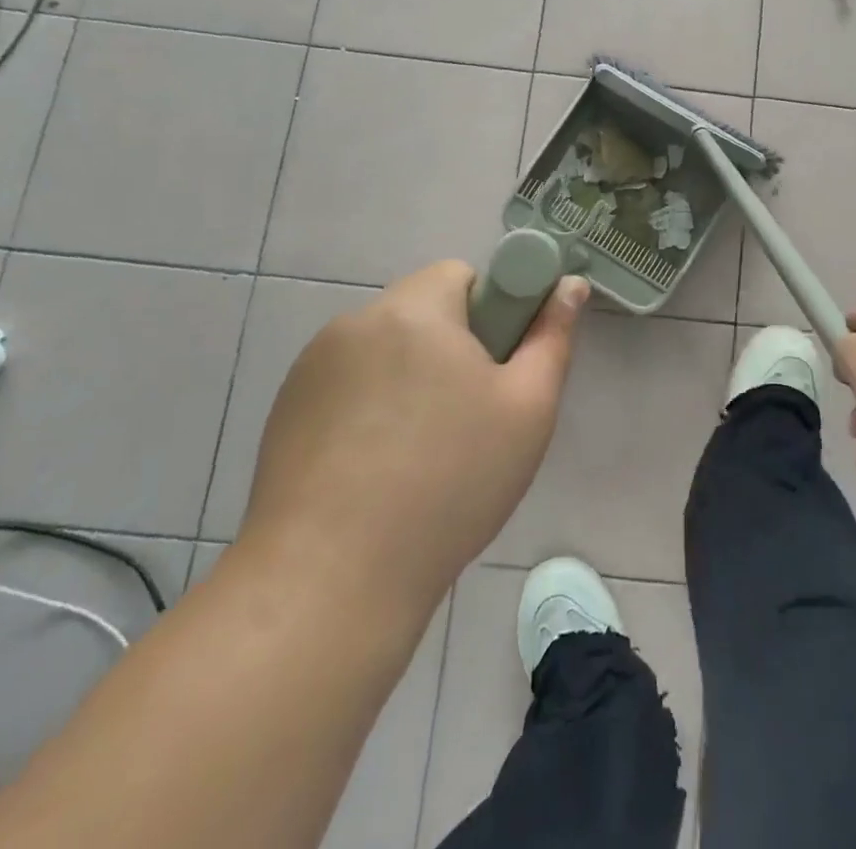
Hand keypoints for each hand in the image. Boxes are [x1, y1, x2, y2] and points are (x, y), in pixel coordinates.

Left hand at [239, 261, 588, 609]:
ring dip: (408, 377)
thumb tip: (570, 286)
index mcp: (414, 309)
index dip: (491, 312)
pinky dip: (368, 407)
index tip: (496, 370)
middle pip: (422, 311)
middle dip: (451, 348)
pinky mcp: (285, 410)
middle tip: (468, 417)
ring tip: (419, 453)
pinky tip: (374, 470)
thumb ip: (552, 337)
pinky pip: (346, 385)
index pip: (461, 274)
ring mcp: (311, 367)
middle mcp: (355, 322)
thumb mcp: (527, 409)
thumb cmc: (449, 483)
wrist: (331, 581)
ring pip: (384, 350)